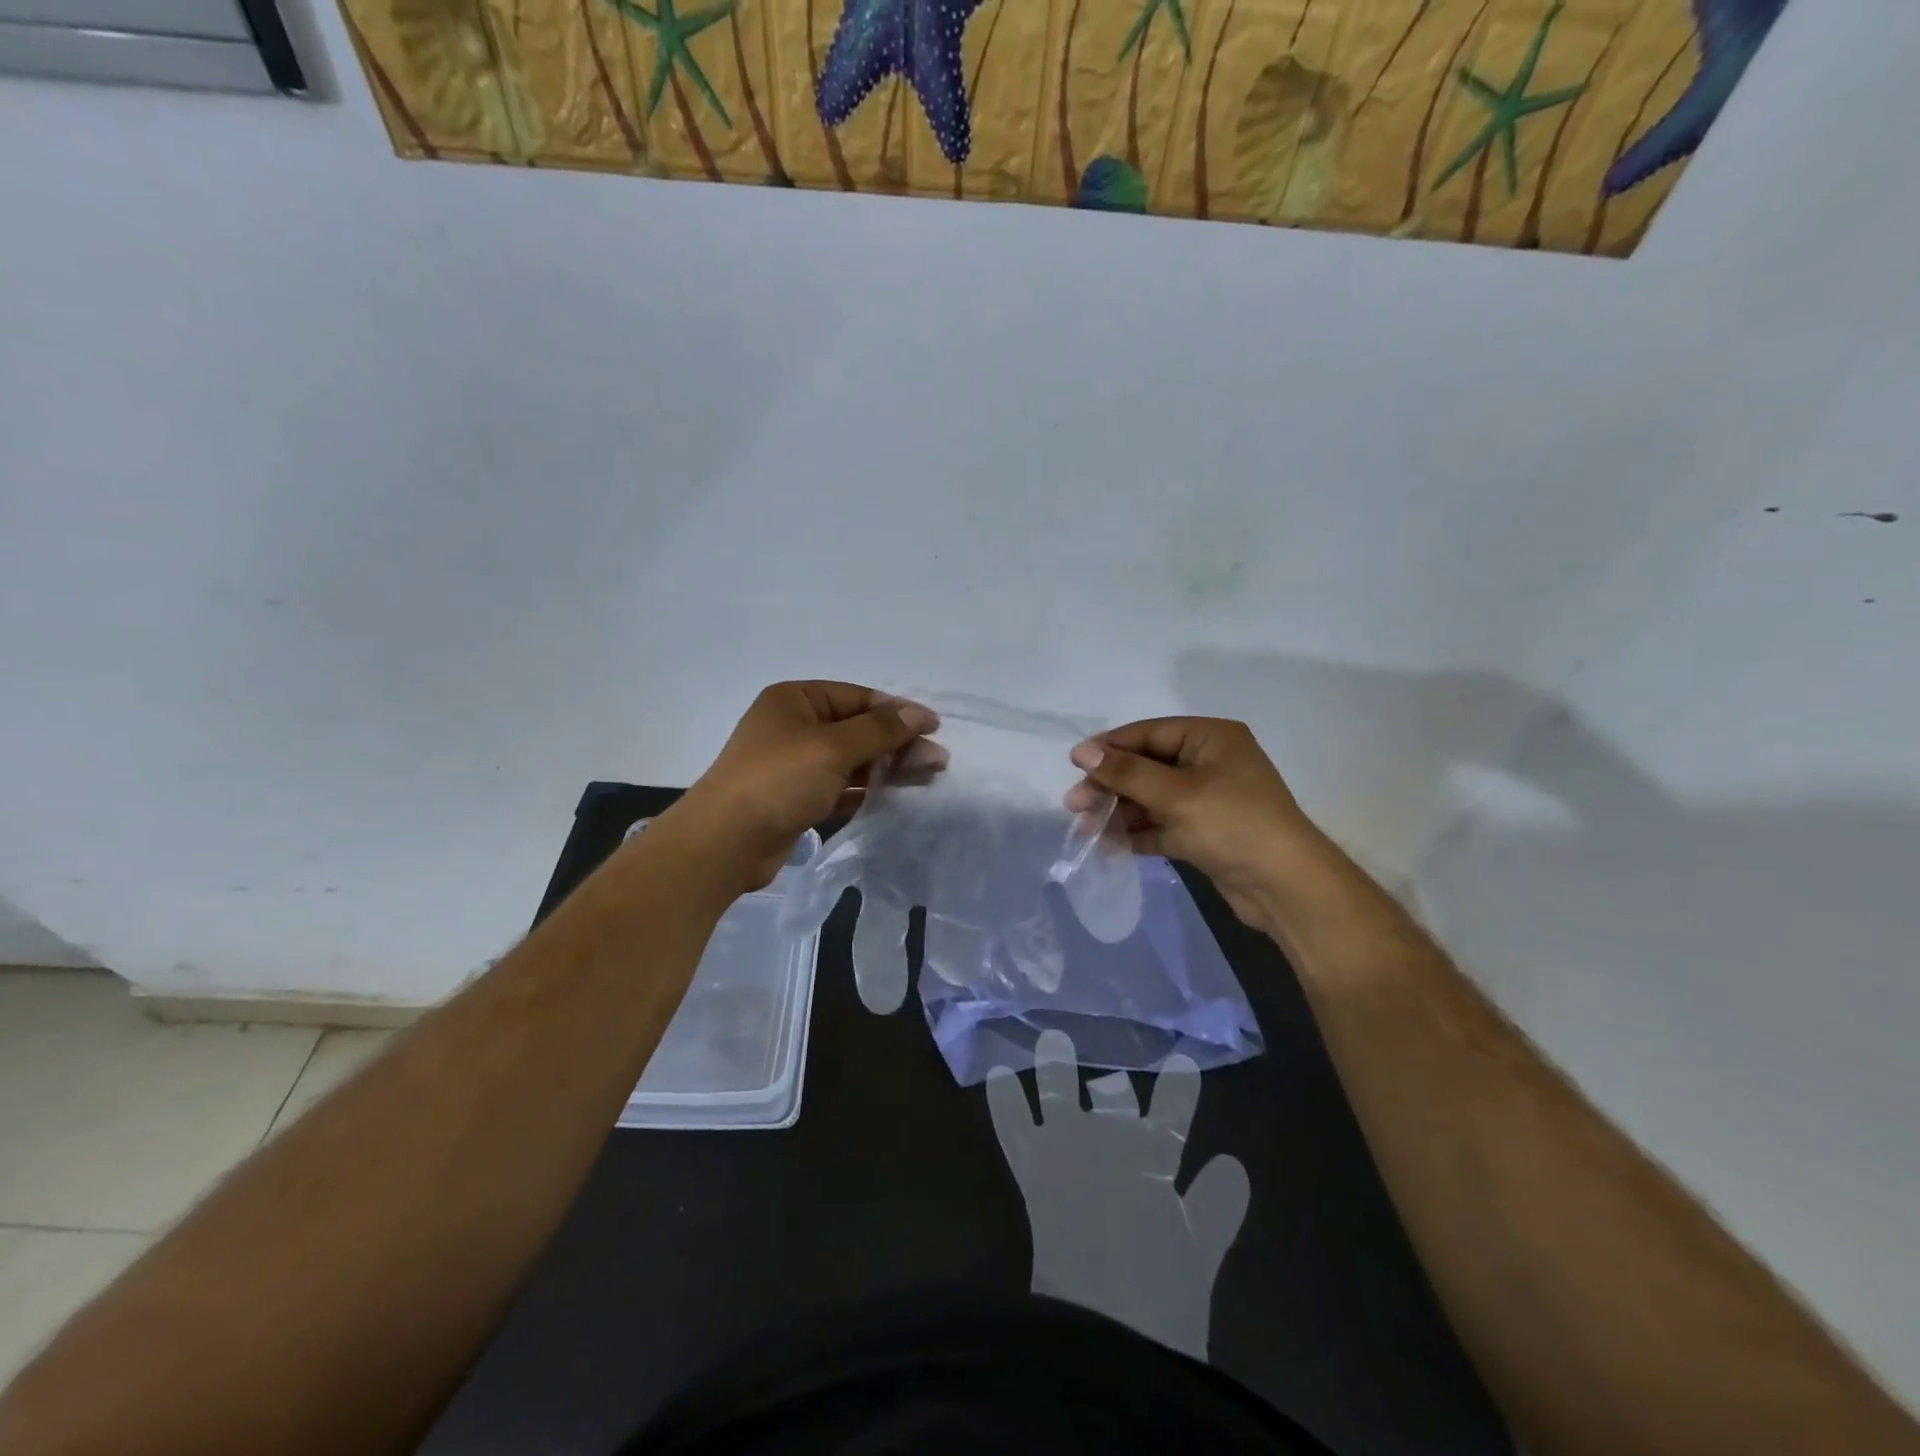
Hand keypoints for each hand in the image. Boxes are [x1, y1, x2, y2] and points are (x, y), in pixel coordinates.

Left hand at [667, 682, 936, 892]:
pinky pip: (840, 787)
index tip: (934, 727)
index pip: (857, 697)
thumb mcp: (832, 748)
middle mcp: (794, 727)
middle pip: (857, 729)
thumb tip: (920, 713)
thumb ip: (880, 730)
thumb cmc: (778, 781)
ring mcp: (794, 765)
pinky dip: (867, 790)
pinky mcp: (797, 798)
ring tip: (927, 777)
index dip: (897, 711)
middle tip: (937, 761)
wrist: (724, 843)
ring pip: (852, 760)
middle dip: (897, 743)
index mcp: (795, 700)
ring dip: (887, 767)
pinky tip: (895, 795)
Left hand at [987, 1029, 1248, 1360]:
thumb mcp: (1197, 1256)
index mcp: (1155, 1159)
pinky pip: (1014, 1125)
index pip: (1173, 1111)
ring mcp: (1067, 1148)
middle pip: (1113, 1099)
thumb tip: (1233, 1164)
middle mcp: (1111, 1139)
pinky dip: (1006, 1101)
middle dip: (1114, 1091)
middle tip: (1110, 1081)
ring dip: (1056, 1067)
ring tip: (1052, 1040)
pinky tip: (998, 1076)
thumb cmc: (1160, 1299)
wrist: (1103, 1323)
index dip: (1179, 1089)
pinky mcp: (1033, 1168)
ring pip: (1060, 1095)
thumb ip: (1216, 1207)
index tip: (1183, 1064)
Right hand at [1063, 717, 1335, 928]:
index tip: (1074, 763)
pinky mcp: (1204, 833)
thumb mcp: (1176, 794)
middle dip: (1111, 785)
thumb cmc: (1233, 824)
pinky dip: (1137, 833)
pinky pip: (1162, 825)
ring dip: (1119, 812)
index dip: (1110, 747)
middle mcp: (1210, 763)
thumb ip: (1126, 772)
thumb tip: (1081, 752)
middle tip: (1075, 804)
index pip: (1150, 733)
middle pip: (1147, 766)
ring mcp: (1207, 800)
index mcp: (1211, 738)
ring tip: (1085, 828)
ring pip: (1151, 799)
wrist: (1286, 887)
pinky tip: (1108, 845)